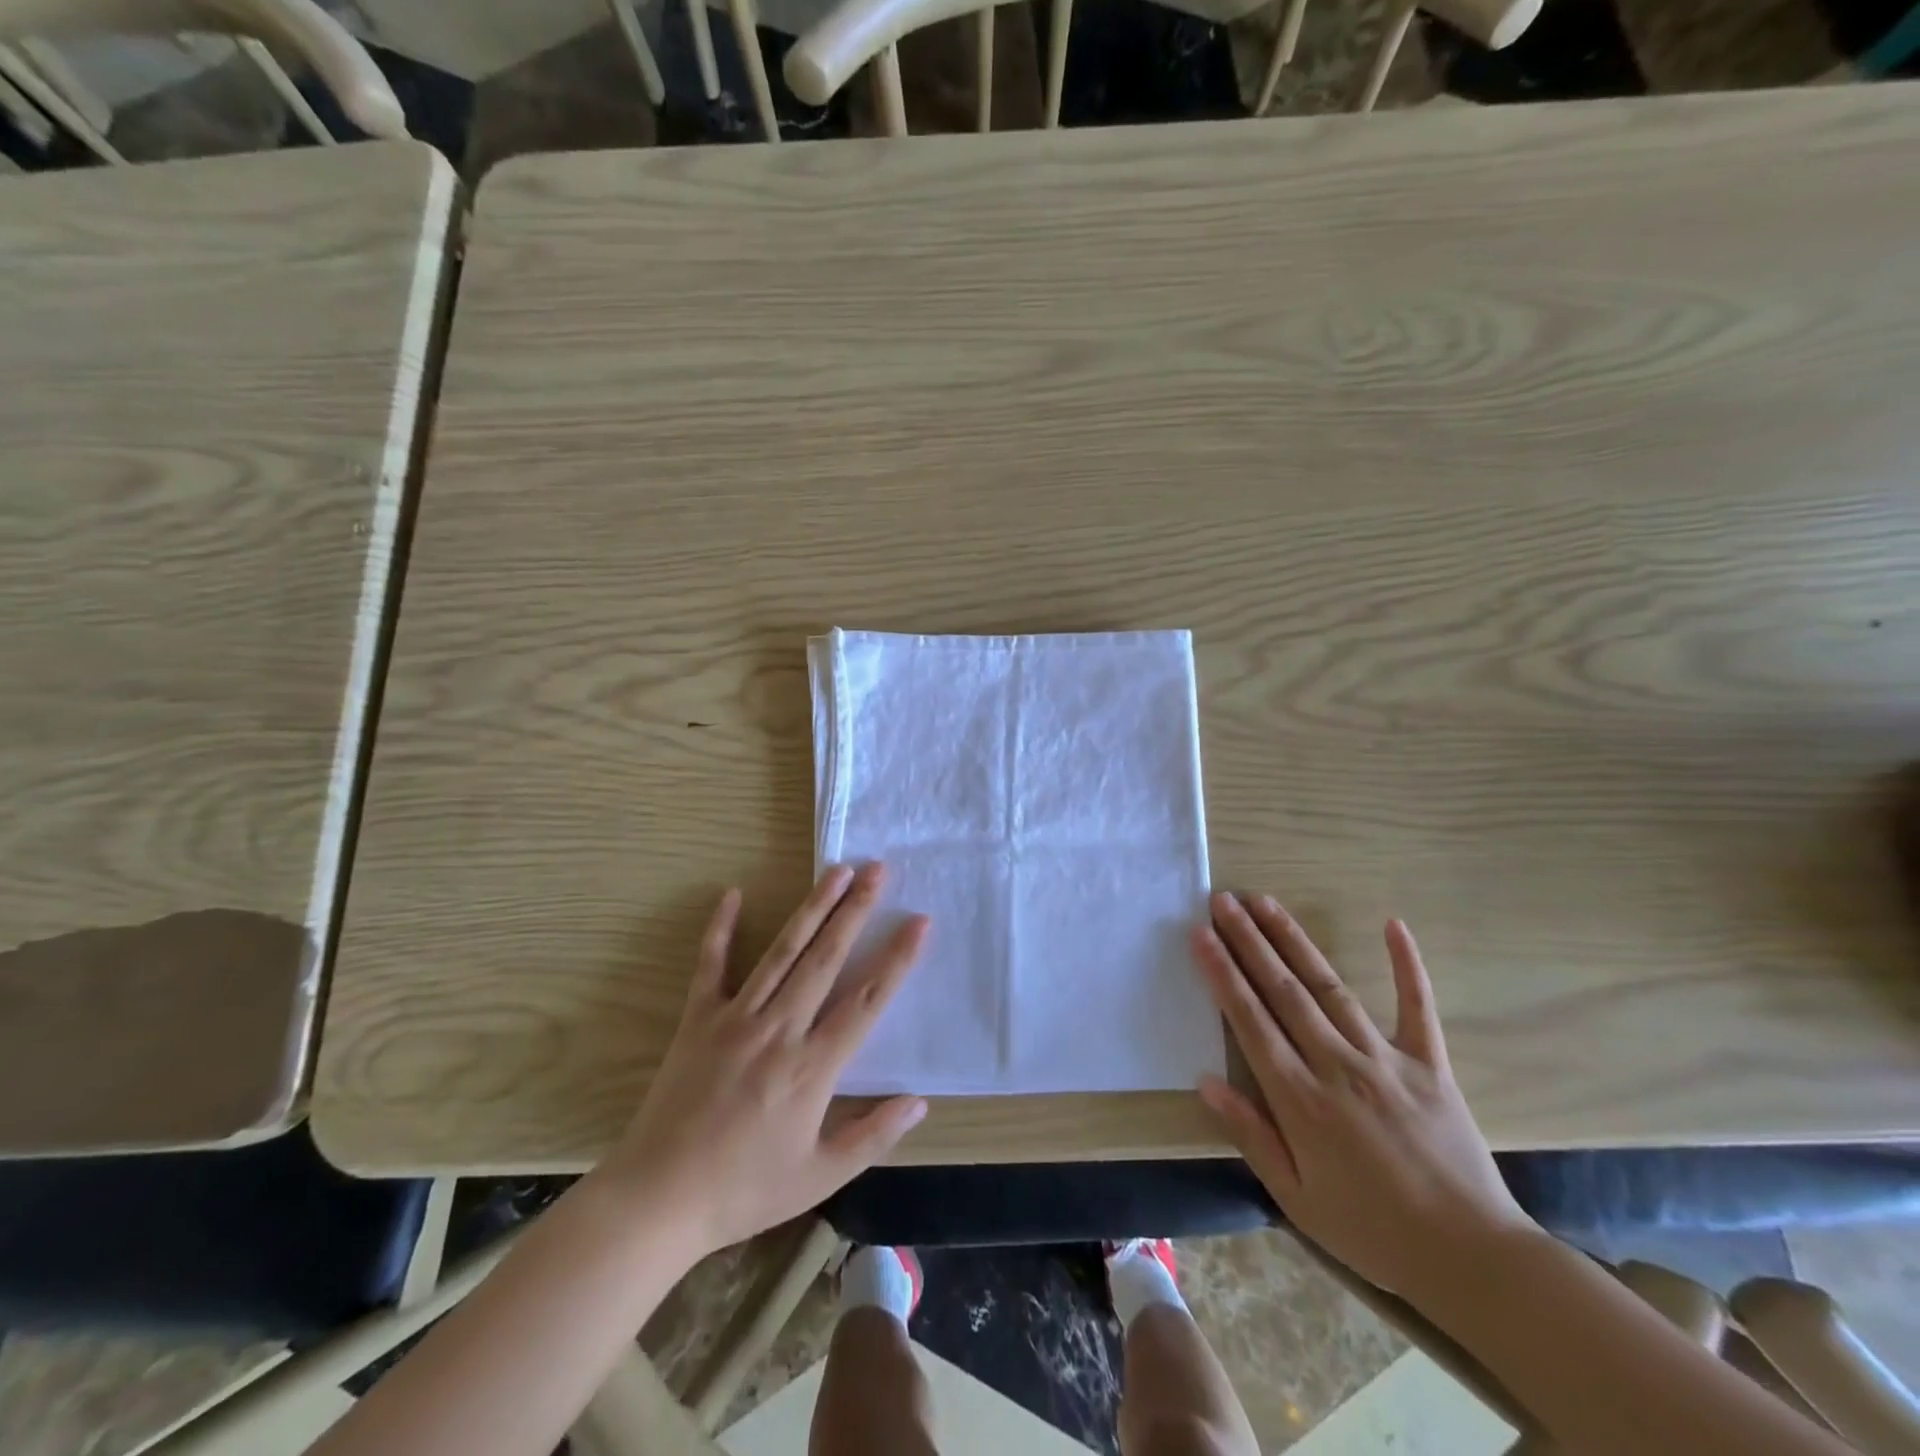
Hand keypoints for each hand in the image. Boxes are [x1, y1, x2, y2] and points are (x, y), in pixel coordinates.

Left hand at [596, 863, 928, 1262]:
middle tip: (878, 870)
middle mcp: (779, 1029)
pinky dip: (720, 929)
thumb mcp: (819, 1178)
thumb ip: (873, 1136)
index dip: (896, 959)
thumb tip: (920, 1102)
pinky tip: (731, 894)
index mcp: (812, 1068)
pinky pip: (711, 965)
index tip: (919, 922)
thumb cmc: (744, 1190)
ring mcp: (736, 1018)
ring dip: (812, 908)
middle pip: (826, 959)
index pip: (866, 1001)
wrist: (657, 1200)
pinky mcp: (698, 1019)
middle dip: (856, 911)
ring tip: (836, 871)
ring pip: (782, 952)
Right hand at [1192, 893, 1533, 1301]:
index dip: (1221, 973)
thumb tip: (1205, 1081)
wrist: (1473, 1260)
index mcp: (1300, 1100)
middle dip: (1248, 941)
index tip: (1200, 934)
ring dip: (1293, 940)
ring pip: (1328, 987)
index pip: (1249, 1020)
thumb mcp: (1296, 1198)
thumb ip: (1250, 1135)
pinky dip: (1406, 965)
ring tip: (1265, 902)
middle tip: (1223, 901)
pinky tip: (1393, 924)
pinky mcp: (1429, 1063)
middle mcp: (1337, 1066)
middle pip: (1282, 991)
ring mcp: (1386, 1059)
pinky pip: (1417, 1006)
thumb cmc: (1372, 1231)